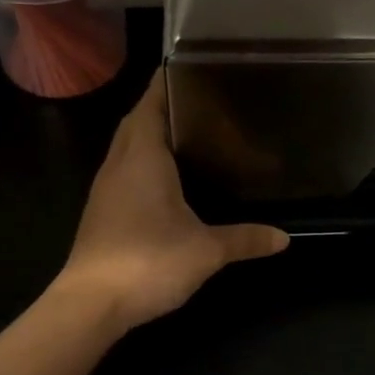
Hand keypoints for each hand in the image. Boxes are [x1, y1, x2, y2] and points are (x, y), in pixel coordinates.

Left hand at [54, 71, 288, 330]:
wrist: (90, 305)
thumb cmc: (148, 261)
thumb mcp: (206, 250)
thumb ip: (245, 238)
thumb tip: (285, 238)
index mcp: (142, 156)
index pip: (150, 103)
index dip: (167, 82)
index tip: (192, 68)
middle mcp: (119, 163)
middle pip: (137, 120)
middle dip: (163, 105)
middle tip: (202, 101)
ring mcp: (106, 188)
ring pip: (127, 146)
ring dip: (151, 133)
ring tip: (190, 132)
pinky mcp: (102, 211)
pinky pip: (124, 169)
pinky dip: (144, 161)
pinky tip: (168, 178)